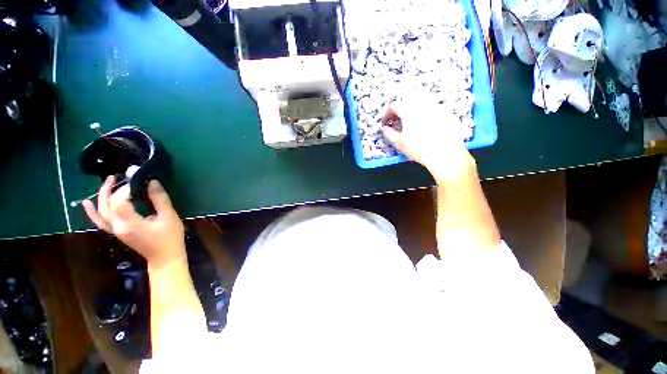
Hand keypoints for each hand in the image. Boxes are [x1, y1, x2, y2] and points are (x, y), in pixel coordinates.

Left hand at [82, 176, 185, 268]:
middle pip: (106, 204)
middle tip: (122, 176)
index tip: (141, 182)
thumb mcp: (169, 217)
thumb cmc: (170, 238)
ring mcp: (115, 230)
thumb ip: (160, 200)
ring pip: (101, 211)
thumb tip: (152, 182)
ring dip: (102, 195)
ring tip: (109, 181)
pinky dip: (93, 212)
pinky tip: (87, 203)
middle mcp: (117, 227)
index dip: (127, 189)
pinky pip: (100, 221)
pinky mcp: (117, 232)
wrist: (164, 257)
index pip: (119, 201)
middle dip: (113, 188)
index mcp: (130, 224)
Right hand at [381, 99, 476, 183]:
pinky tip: (426, 125)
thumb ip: (389, 134)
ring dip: (412, 110)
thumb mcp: (399, 143)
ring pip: (421, 102)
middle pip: (407, 101)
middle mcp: (422, 104)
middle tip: (397, 121)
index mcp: (408, 110)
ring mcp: (436, 107)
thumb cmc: (418, 148)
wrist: (445, 153)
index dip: (387, 113)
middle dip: (400, 110)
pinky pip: (432, 108)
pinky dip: (425, 113)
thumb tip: (383, 128)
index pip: (394, 105)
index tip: (386, 122)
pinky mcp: (446, 113)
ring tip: (411, 122)